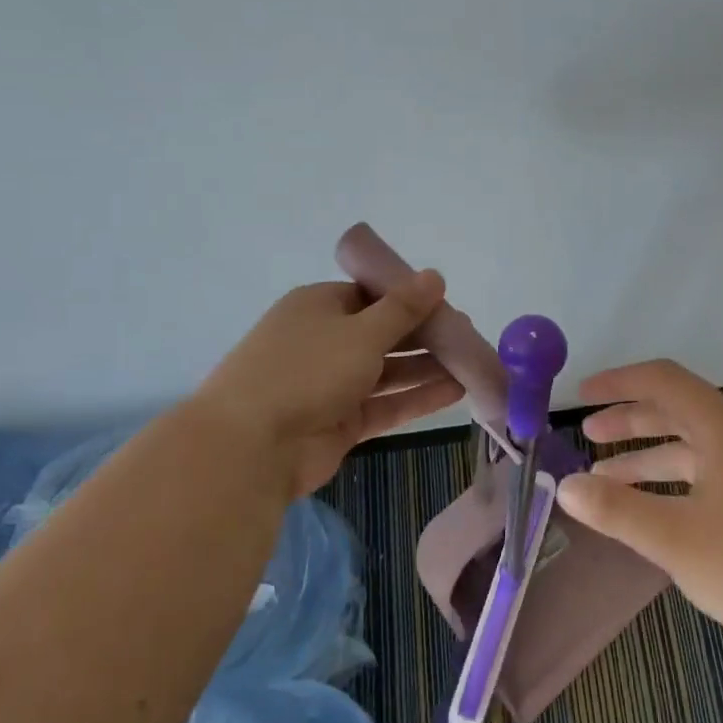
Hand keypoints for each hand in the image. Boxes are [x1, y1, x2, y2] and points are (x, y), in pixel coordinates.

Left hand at [197, 272, 463, 496]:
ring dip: (426, 368)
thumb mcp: (362, 331)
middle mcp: (325, 341)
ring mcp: (331, 384)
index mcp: (319, 306)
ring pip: (387, 371)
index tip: (446, 305)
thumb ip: (403, 308)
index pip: (371, 294)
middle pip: (382, 333)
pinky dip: (416, 398)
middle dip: (424, 335)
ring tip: (471, 364)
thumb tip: (435, 275)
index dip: (409, 298)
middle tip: (467, 337)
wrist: (251, 447)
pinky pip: (385, 404)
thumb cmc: (306, 370)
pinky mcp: (340, 422)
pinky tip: (456, 392)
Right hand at [557, 359, 722, 670]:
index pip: (662, 381)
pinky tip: (662, 511)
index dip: (618, 383)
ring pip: (697, 446)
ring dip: (651, 456)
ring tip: (608, 480)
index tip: (581, 396)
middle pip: (678, 410)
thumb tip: (565, 485)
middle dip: (630, 420)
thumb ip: (616, 509)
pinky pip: (715, 473)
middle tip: (589, 436)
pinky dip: (678, 481)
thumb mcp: (675, 539)